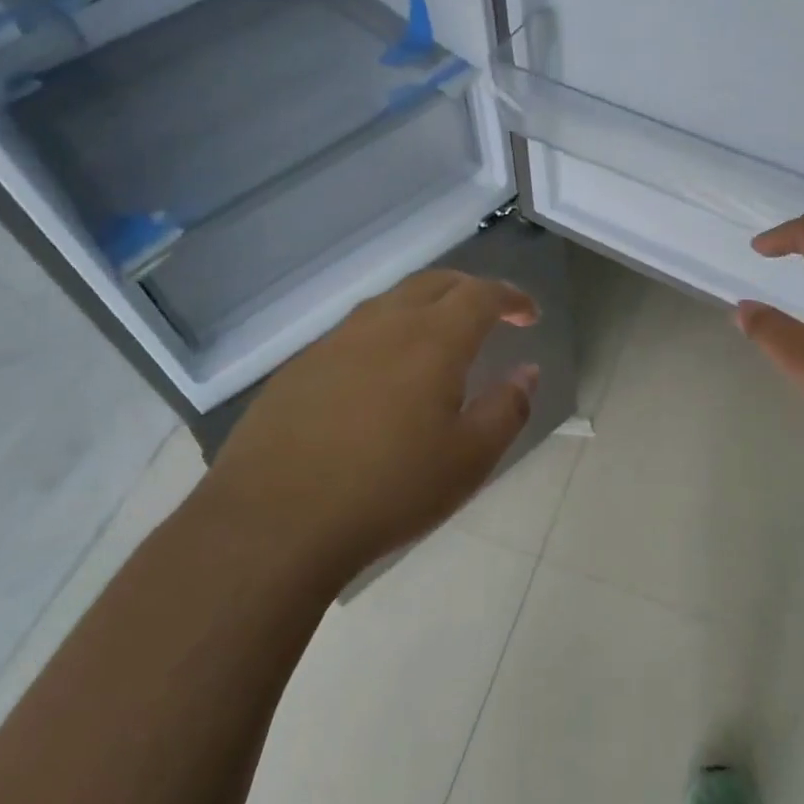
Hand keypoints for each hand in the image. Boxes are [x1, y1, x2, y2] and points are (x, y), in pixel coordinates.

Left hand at [207, 270, 538, 586]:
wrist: (274, 521)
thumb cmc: (388, 490)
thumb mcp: (469, 459)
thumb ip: (506, 408)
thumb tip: (526, 371)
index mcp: (431, 339)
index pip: (480, 294)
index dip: (510, 297)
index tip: (529, 314)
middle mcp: (383, 324)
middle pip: (434, 283)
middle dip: (470, 290)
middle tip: (490, 314)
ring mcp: (335, 341)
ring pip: (391, 302)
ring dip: (425, 307)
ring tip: (439, 339)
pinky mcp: (300, 366)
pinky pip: (356, 330)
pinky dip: (386, 332)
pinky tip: (382, 373)